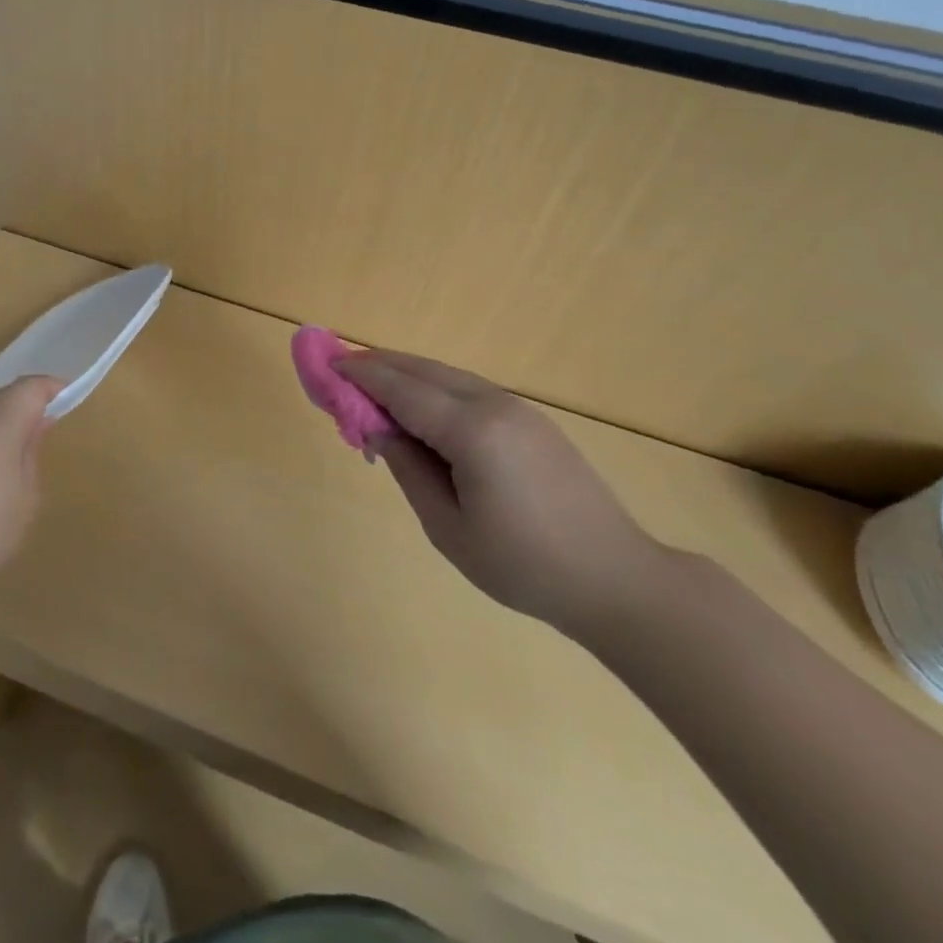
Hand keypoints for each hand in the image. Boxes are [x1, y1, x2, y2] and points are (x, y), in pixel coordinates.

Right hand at [334, 351, 663, 636]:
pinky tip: (420, 408)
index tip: (327, 365)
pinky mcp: (532, 420)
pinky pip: (470, 390)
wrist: (615, 578)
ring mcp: (518, 408)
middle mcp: (494, 405)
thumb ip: (408, 468)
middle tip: (342, 370)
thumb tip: (378, 429)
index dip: (361, 375)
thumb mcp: (448, 526)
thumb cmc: (523, 564)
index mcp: (471, 431)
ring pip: (448, 375)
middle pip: (424, 370)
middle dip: (380, 364)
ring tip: (373, 387)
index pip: (401, 389)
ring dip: (407, 374)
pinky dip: (434, 388)